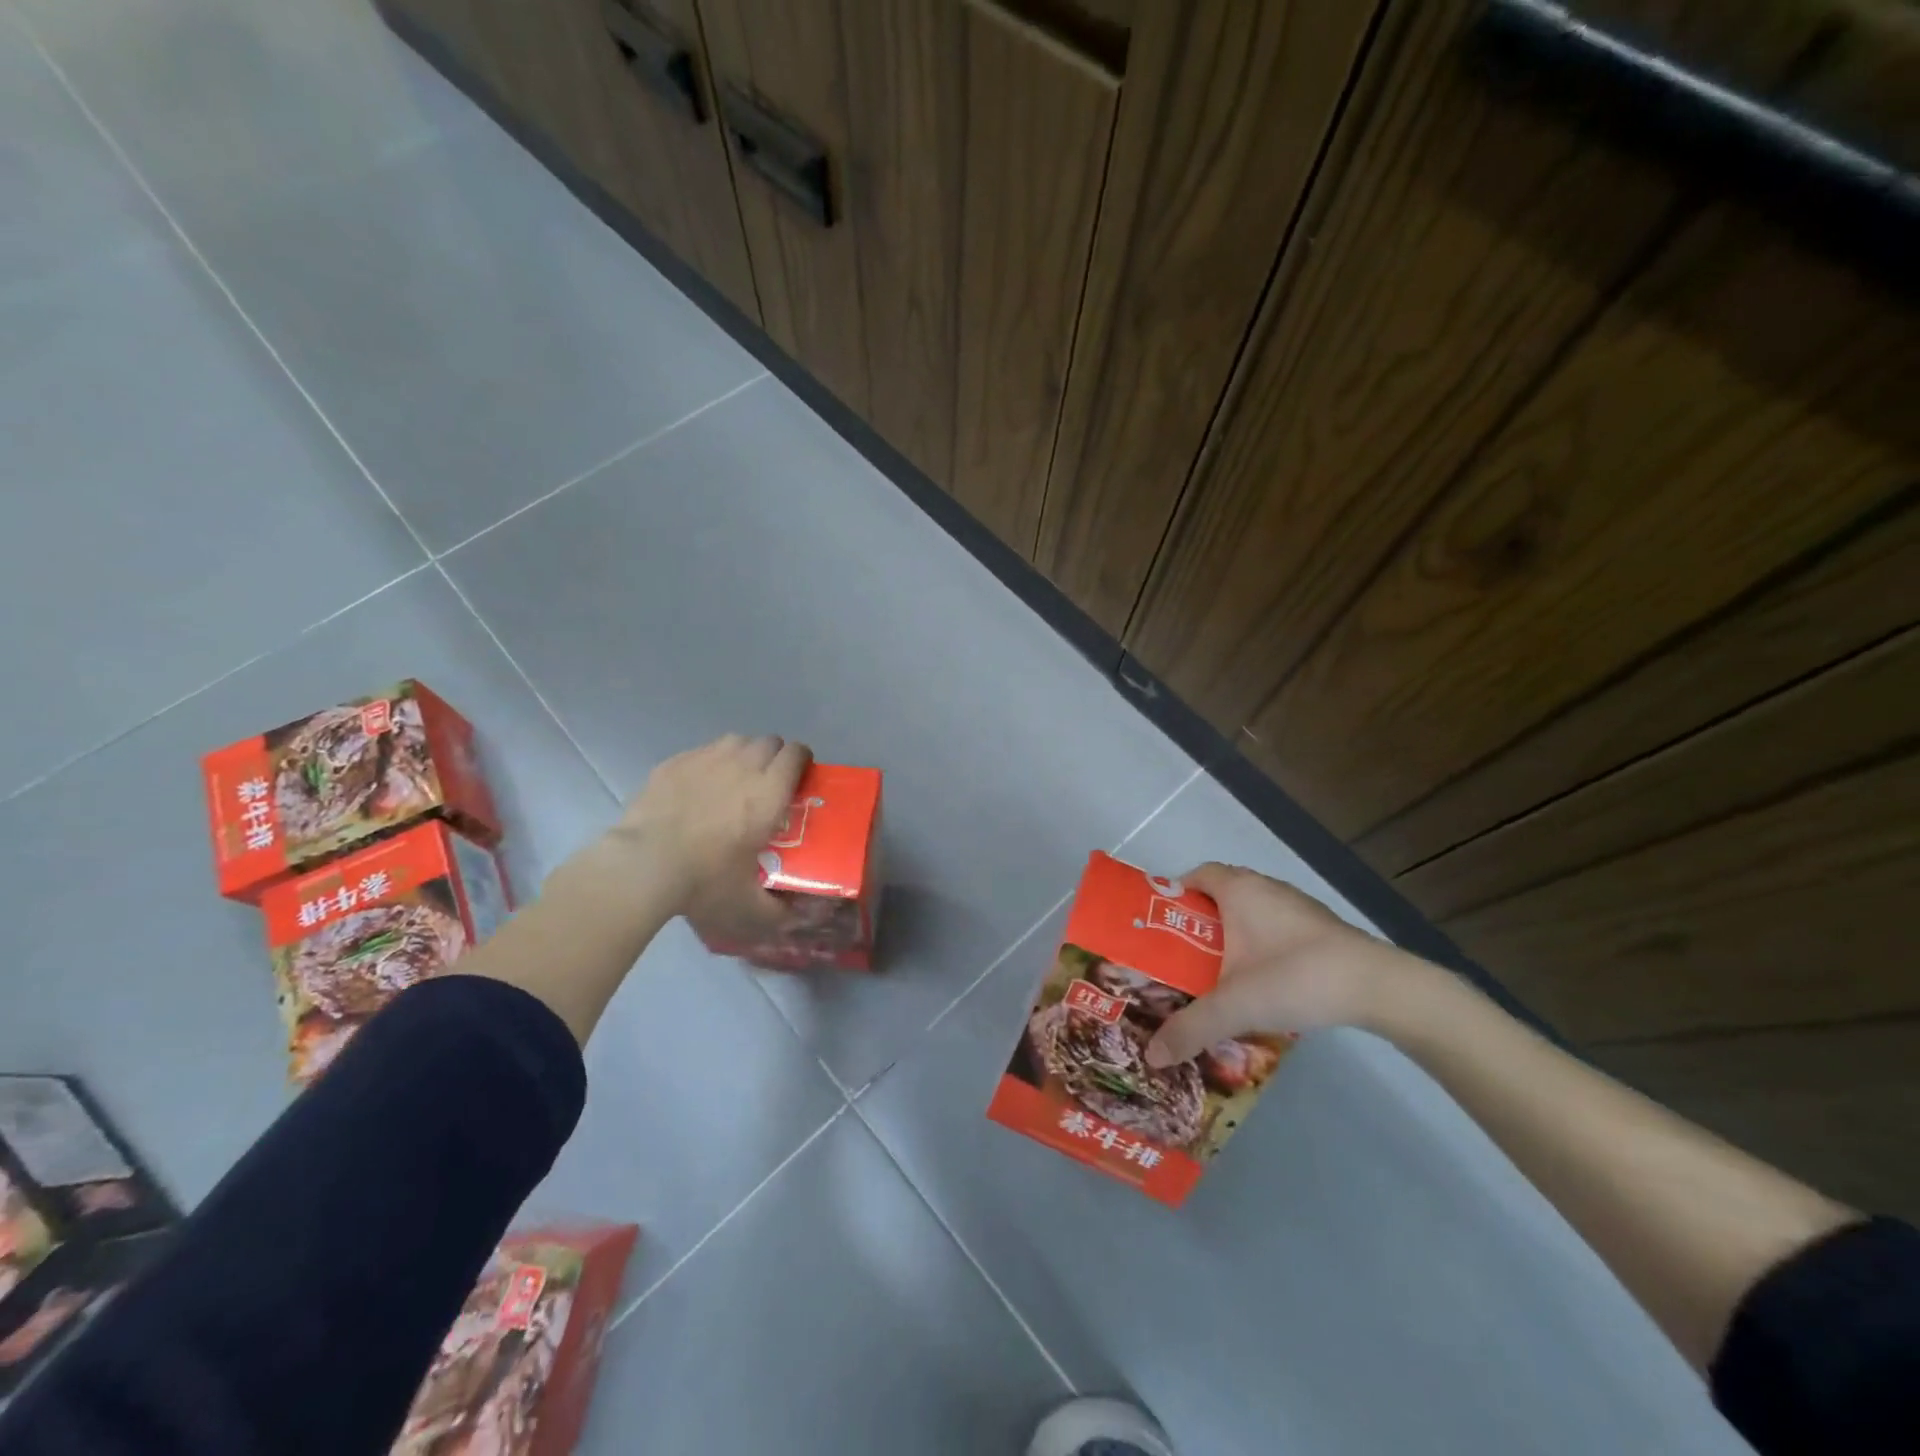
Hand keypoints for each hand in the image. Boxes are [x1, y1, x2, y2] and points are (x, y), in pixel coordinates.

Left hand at [609, 734, 810, 936]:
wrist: (644, 866)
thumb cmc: (705, 881)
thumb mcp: (748, 907)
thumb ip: (779, 912)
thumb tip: (797, 918)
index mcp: (769, 793)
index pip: (796, 754)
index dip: (802, 761)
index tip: (799, 778)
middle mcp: (743, 766)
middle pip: (770, 741)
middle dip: (774, 757)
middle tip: (768, 783)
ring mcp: (706, 759)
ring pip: (737, 740)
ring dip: (744, 754)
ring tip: (735, 778)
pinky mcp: (674, 762)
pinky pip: (702, 750)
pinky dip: (709, 762)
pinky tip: (699, 786)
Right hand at [1144, 863, 1413, 1065]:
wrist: (1378, 987)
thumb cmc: (1294, 977)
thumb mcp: (1233, 1007)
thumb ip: (1189, 1029)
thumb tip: (1151, 1057)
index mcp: (1238, 890)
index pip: (1195, 875)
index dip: (1174, 895)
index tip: (1160, 926)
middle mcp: (1265, 887)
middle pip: (1220, 893)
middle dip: (1199, 920)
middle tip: (1182, 954)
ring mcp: (1296, 906)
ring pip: (1251, 910)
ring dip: (1232, 933)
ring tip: (1217, 970)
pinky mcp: (1320, 928)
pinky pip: (1276, 925)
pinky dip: (1260, 943)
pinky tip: (1261, 978)